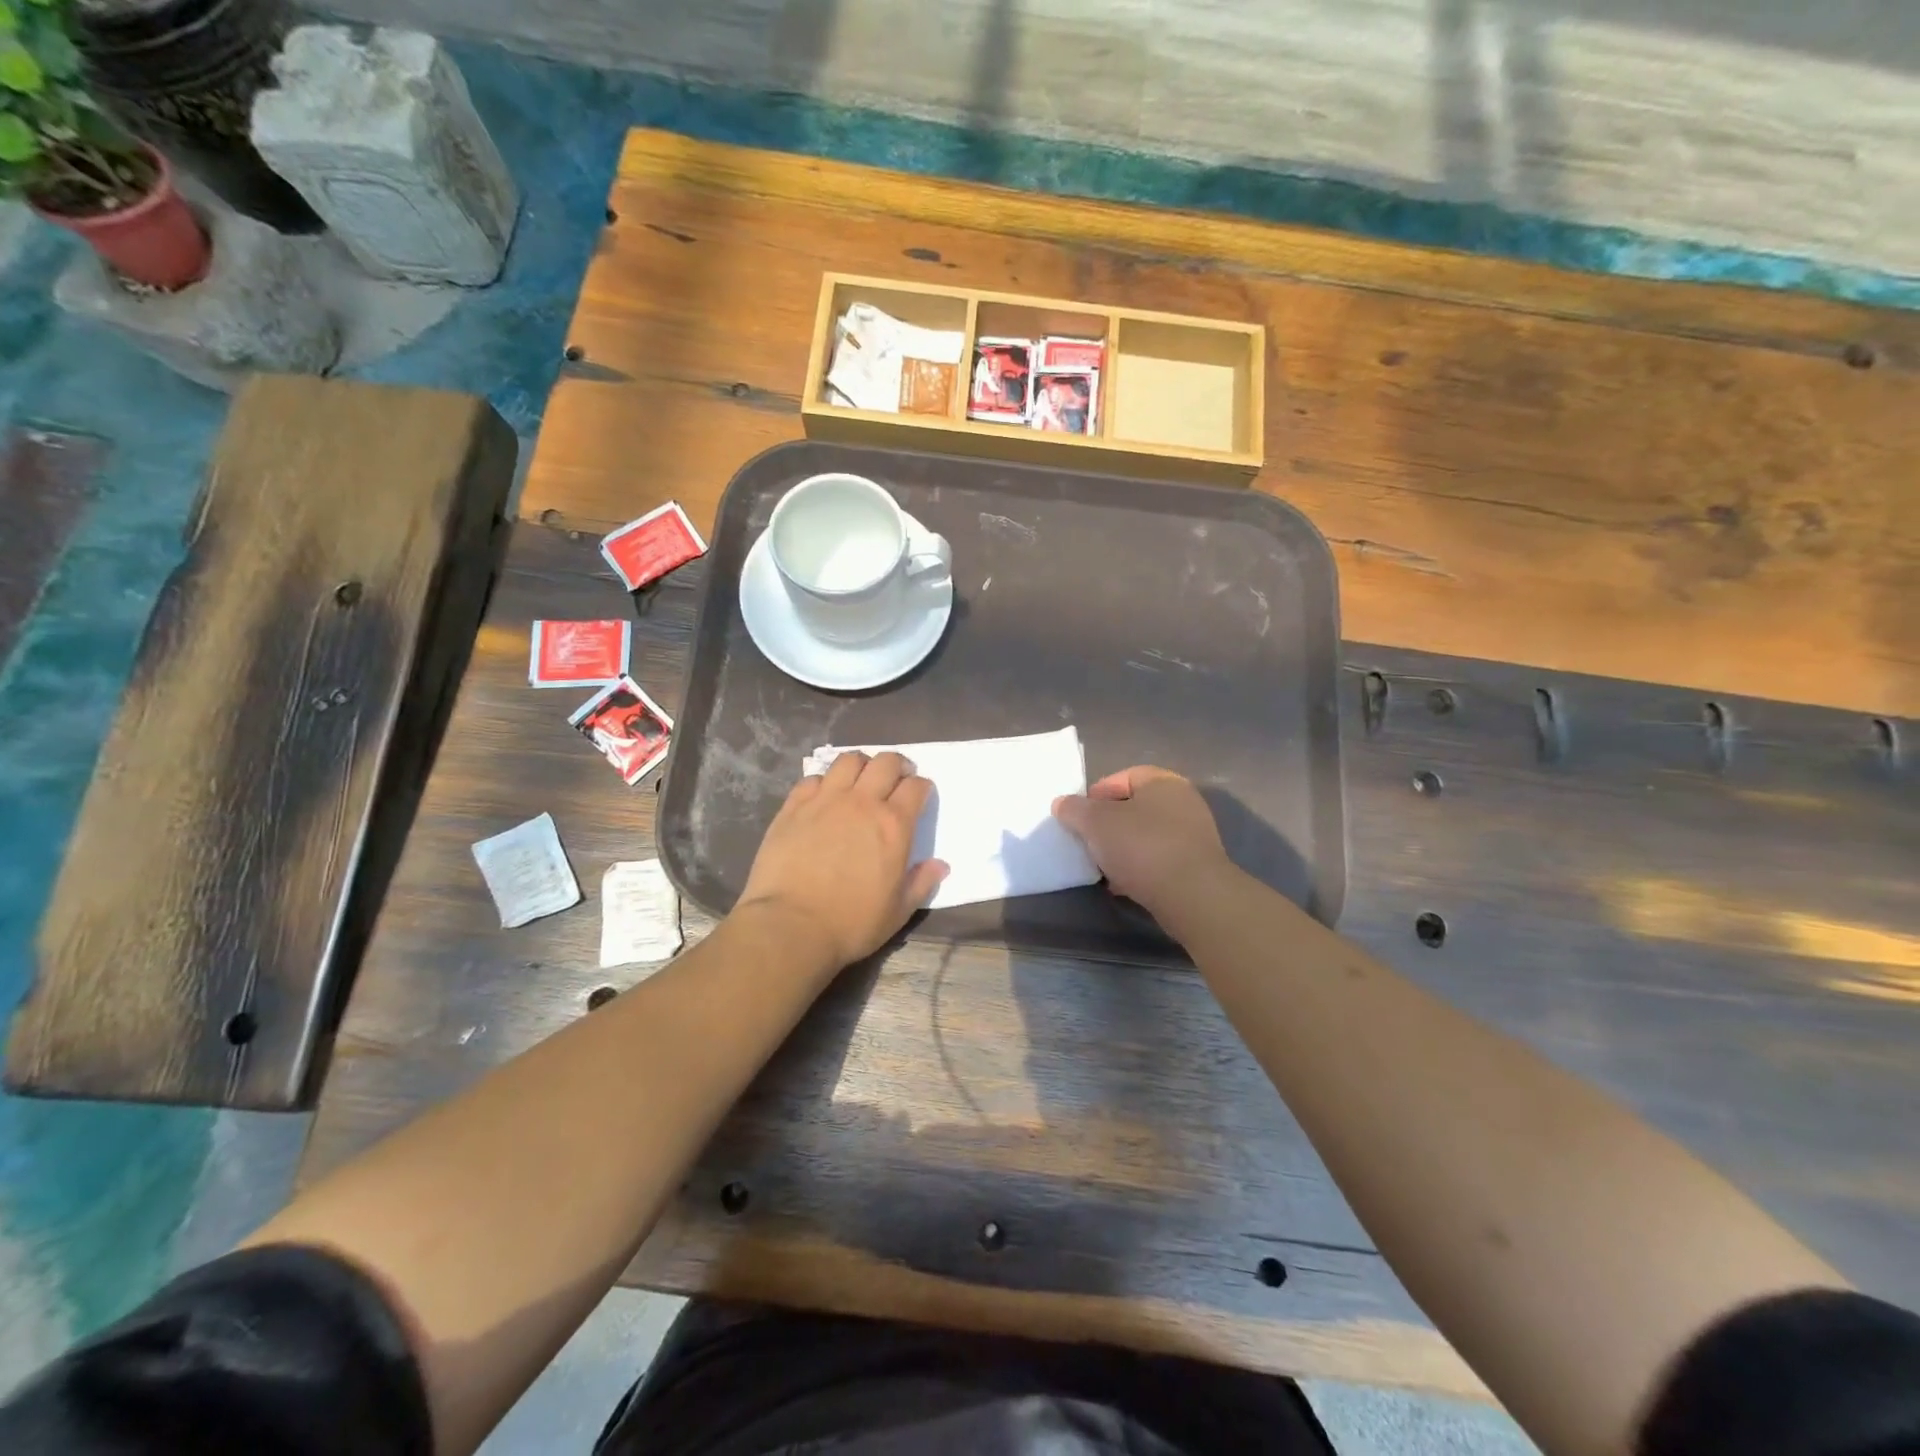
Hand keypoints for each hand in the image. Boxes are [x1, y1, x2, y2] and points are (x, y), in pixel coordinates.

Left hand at [736, 752, 947, 969]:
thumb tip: (940, 865)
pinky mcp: (793, 807)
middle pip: (885, 762)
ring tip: (860, 780)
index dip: (922, 787)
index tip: (920, 795)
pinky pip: (812, 778)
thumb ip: (921, 883)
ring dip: (861, 765)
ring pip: (848, 760)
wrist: (791, 926)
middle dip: (896, 765)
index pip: (916, 787)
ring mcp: (825, 800)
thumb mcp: (898, 911)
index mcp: (894, 825)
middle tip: (895, 779)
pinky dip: (824, 782)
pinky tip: (824, 796)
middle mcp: (862, 802)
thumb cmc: (851, 923)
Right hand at [1053, 766, 1230, 919]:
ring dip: (1122, 848)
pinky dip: (1139, 868)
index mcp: (1163, 782)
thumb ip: (1075, 809)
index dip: (1096, 794)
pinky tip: (1122, 885)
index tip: (1078, 817)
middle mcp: (1183, 802)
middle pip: (1134, 807)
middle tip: (1088, 841)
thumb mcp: (1096, 823)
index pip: (1123, 777)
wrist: (1192, 896)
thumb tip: (1062, 803)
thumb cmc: (1142, 846)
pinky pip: (1159, 859)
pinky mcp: (1196, 865)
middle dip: (1108, 824)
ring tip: (1102, 866)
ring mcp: (1193, 835)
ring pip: (1146, 835)